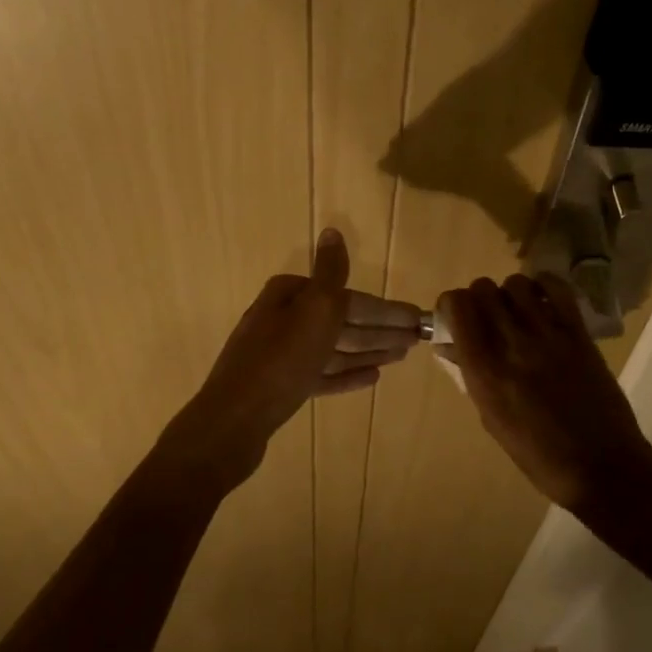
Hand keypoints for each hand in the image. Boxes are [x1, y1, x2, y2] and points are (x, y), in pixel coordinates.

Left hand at [161, 230, 420, 492]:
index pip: (348, 299)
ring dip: (368, 350)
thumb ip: (330, 272)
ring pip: (334, 348)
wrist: (234, 420)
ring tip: (400, 356)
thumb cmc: (281, 360)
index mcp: (290, 296)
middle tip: (416, 340)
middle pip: (342, 322)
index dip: (385, 310)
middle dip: (380, 330)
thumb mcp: (313, 309)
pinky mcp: (281, 386)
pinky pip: (322, 375)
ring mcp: (281, 355)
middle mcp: (283, 319)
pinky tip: (372, 377)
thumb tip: (332, 231)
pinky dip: (346, 374)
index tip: (416, 321)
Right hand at [440, 274, 651, 512]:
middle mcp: (511, 345)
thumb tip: (453, 346)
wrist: (600, 467)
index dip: (452, 305)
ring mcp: (547, 335)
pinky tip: (543, 301)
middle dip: (479, 297)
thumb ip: (472, 376)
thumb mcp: (492, 419)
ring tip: (517, 311)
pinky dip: (544, 285)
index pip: (457, 307)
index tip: (457, 316)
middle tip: (487, 316)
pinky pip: (557, 289)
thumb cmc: (538, 455)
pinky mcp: (578, 333)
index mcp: (483, 371)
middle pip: (483, 289)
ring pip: (516, 284)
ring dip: (510, 293)